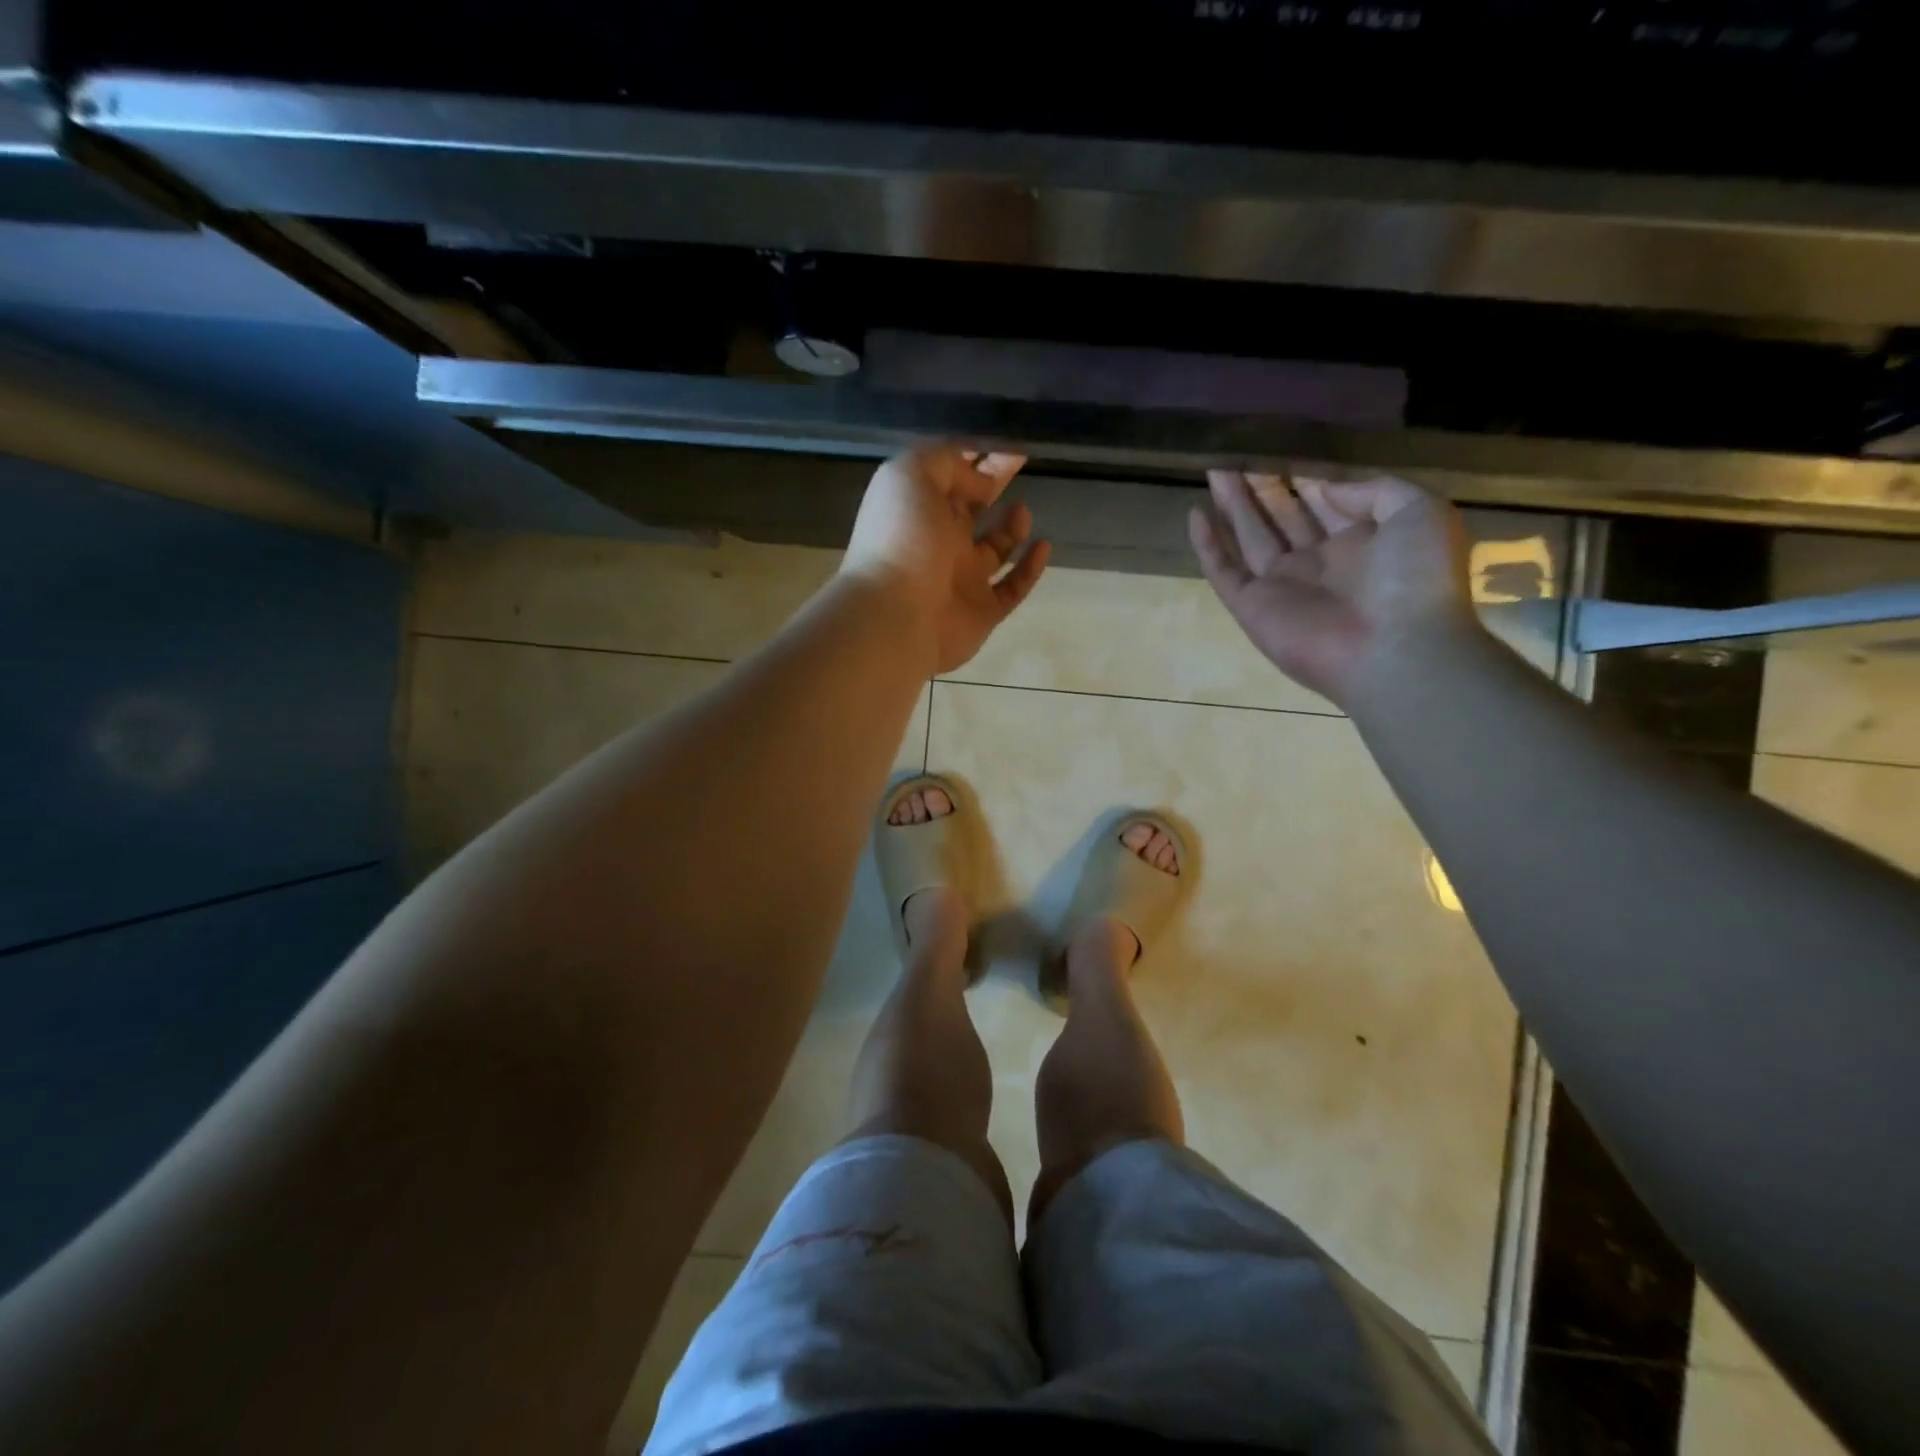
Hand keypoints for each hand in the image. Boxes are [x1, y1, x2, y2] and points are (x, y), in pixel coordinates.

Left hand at [843, 444, 1051, 675]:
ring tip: (1021, 509)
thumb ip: (948, 462)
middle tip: (1023, 461)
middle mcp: (939, 542)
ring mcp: (962, 579)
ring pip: (994, 549)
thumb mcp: (911, 474)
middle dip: (995, 482)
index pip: (950, 475)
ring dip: (1011, 527)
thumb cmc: (901, 539)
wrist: (895, 615)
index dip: (977, 456)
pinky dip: (1030, 569)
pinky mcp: (983, 611)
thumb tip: (982, 481)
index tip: (1007, 442)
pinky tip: (1042, 545)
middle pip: (972, 507)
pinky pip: (1012, 588)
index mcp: (918, 508)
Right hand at [1188, 468, 1476, 709]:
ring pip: (1249, 536)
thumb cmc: (1416, 578)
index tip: (1280, 445)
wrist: (1396, 650)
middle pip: (1281, 516)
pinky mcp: (1252, 607)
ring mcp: (1281, 586)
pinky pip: (1224, 571)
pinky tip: (1195, 513)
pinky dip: (1208, 545)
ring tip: (1214, 468)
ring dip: (1232, 504)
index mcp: (1360, 542)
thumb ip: (1371, 489)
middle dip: (1261, 485)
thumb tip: (1322, 485)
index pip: (1322, 501)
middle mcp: (1318, 563)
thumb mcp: (1418, 511)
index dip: (1301, 474)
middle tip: (1239, 451)